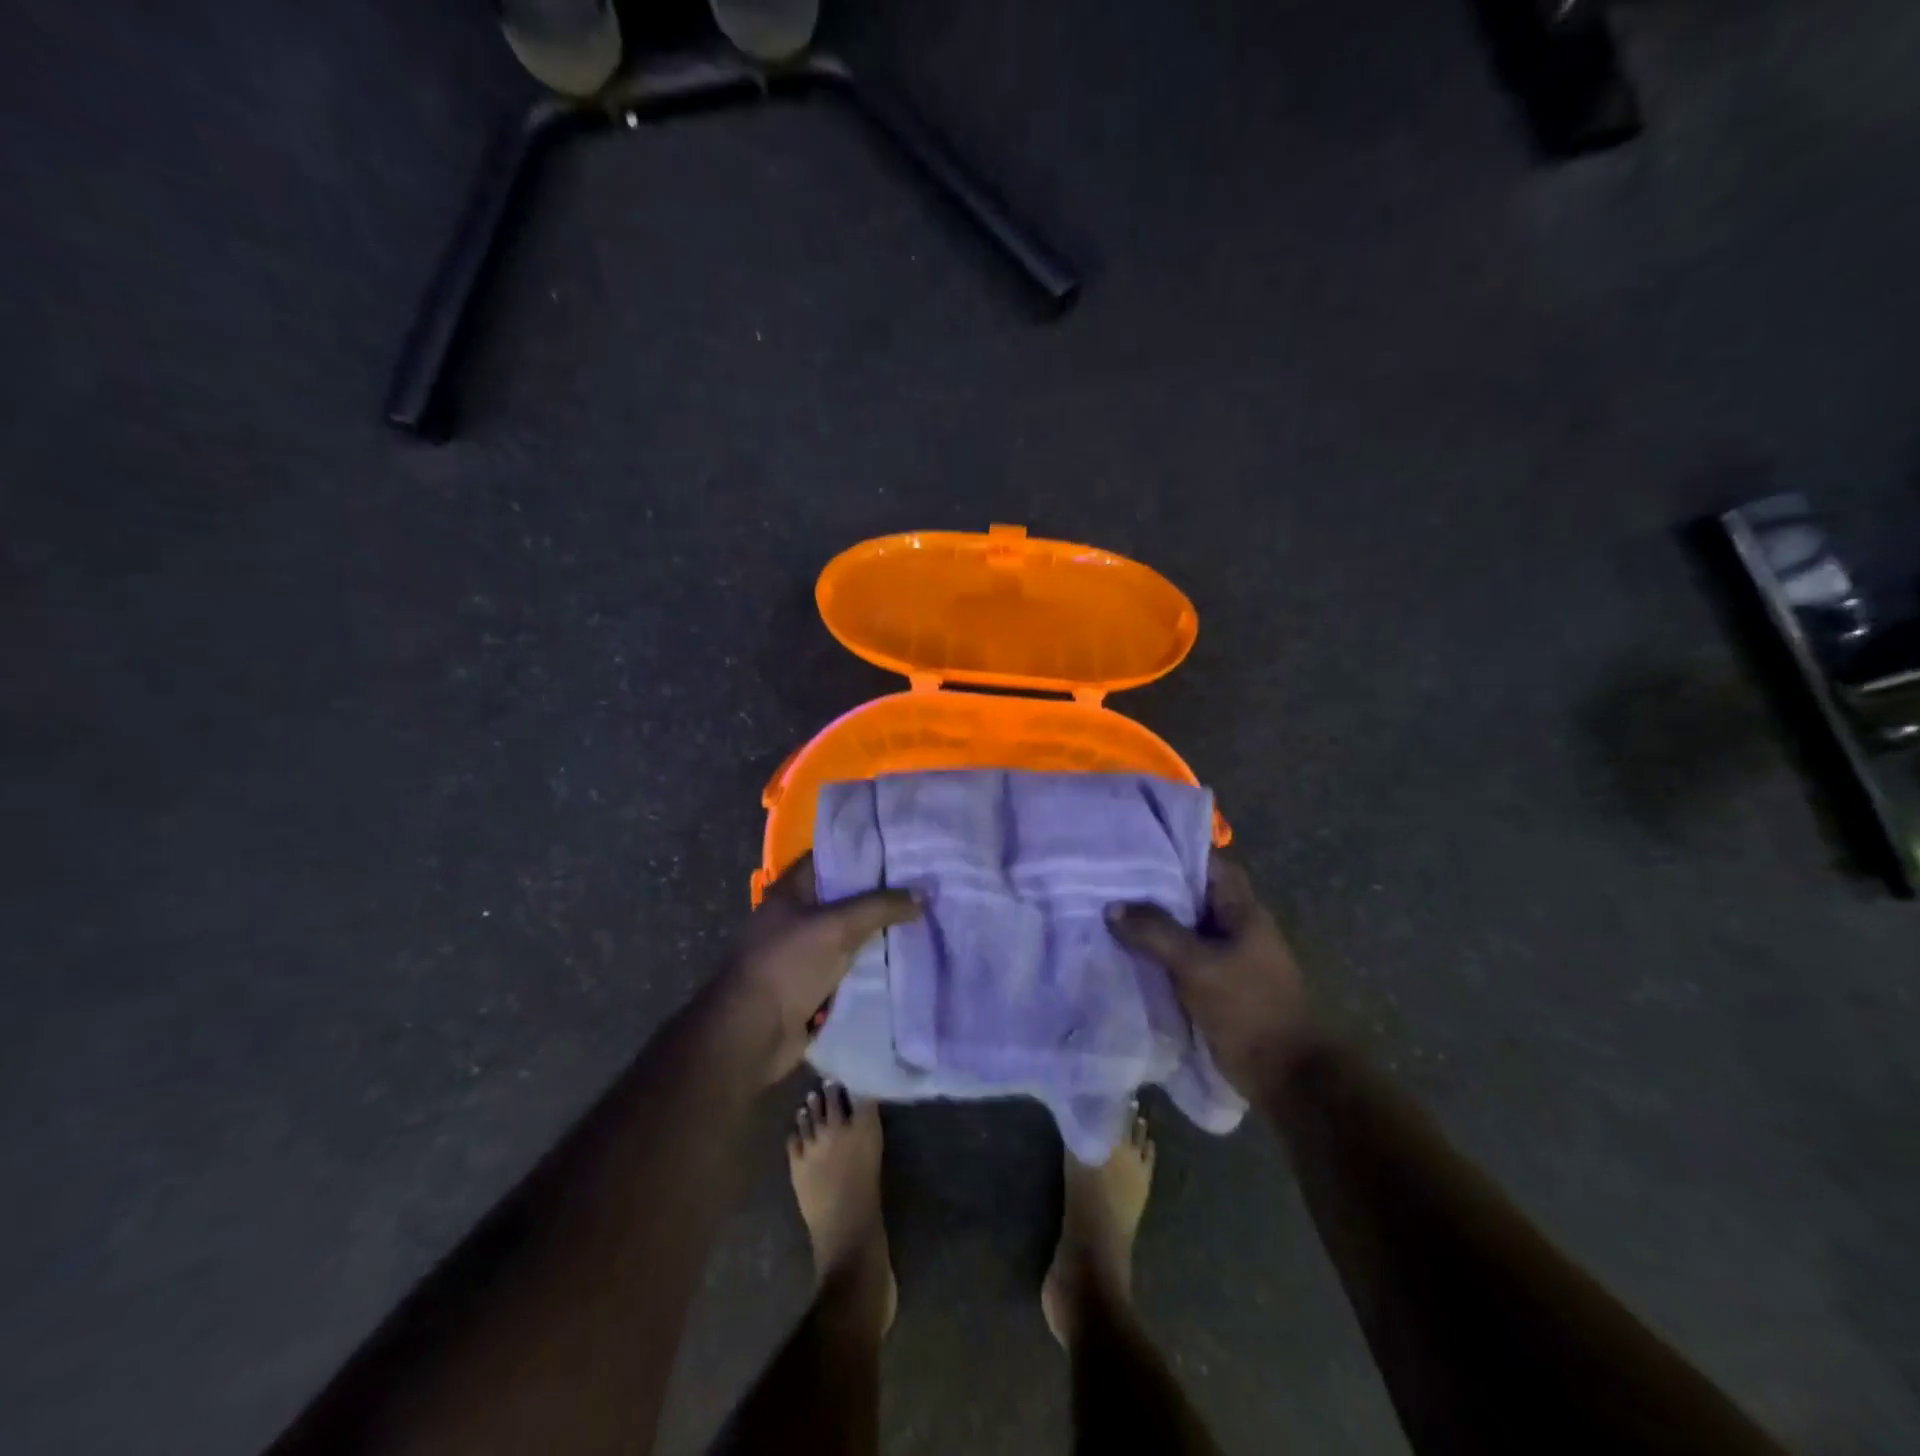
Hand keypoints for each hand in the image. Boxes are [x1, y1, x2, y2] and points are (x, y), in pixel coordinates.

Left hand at [713, 854, 919, 1088]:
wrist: (751, 1034)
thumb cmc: (787, 965)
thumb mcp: (837, 926)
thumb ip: (880, 907)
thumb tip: (922, 893)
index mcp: (790, 890)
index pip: (831, 857)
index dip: (863, 851)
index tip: (901, 849)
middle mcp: (796, 916)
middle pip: (843, 897)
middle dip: (879, 894)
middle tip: (922, 884)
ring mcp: (803, 951)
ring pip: (849, 933)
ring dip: (878, 931)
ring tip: (922, 917)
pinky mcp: (812, 984)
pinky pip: (848, 966)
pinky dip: (870, 963)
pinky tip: (904, 957)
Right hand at [1107, 856, 1312, 1095]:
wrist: (1284, 1075)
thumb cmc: (1248, 1008)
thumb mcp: (1197, 964)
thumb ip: (1155, 932)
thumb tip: (1112, 908)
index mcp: (1243, 911)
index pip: (1210, 865)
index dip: (1178, 853)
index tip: (1137, 848)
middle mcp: (1236, 928)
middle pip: (1193, 897)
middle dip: (1155, 889)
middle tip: (1111, 880)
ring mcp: (1228, 959)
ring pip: (1184, 929)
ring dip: (1153, 924)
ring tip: (1109, 912)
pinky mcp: (1216, 986)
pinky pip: (1181, 959)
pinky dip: (1157, 954)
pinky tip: (1125, 952)